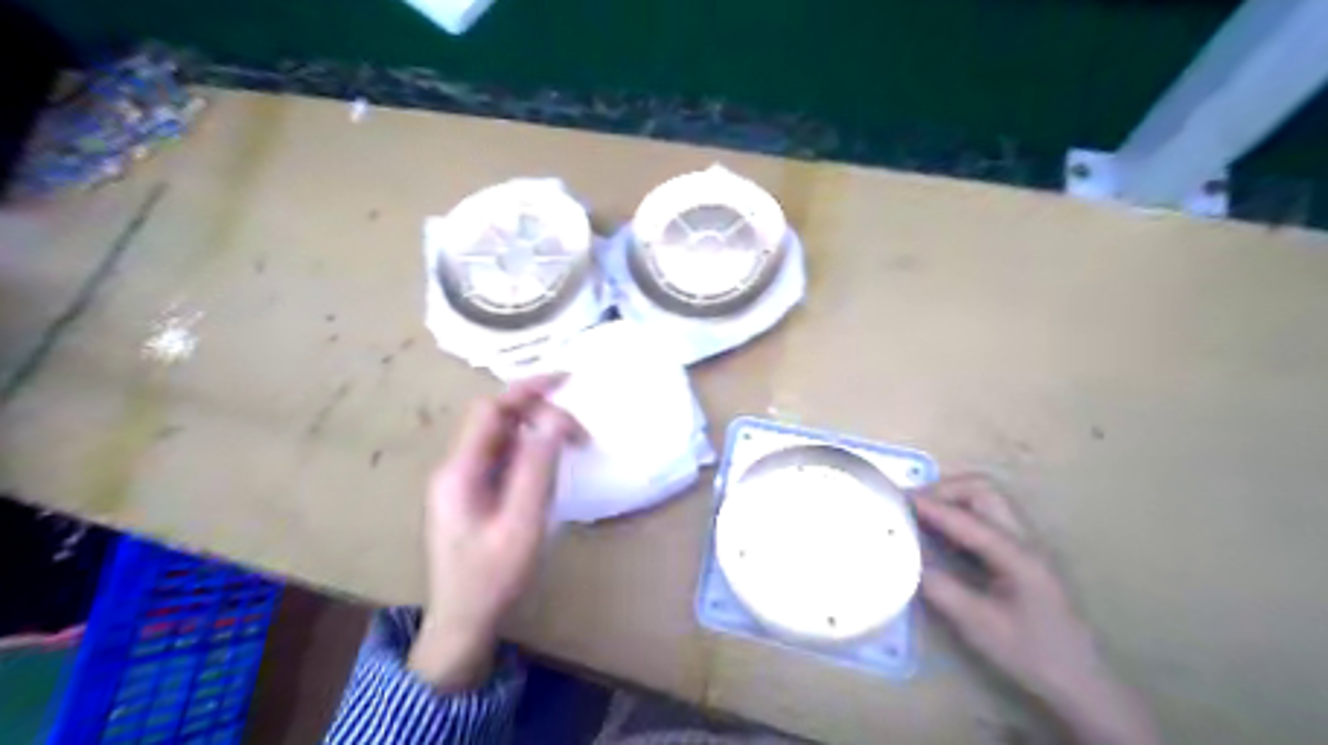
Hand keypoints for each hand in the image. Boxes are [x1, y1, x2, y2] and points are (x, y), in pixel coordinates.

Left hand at [412, 379, 581, 691]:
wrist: (462, 624)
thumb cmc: (493, 579)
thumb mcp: (522, 523)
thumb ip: (537, 468)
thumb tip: (555, 419)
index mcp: (461, 471)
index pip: (492, 410)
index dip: (528, 390)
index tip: (567, 382)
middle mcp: (456, 468)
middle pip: (495, 420)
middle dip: (537, 412)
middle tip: (580, 429)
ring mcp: (461, 482)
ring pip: (500, 438)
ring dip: (535, 431)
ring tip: (573, 442)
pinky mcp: (471, 495)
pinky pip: (502, 457)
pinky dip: (529, 450)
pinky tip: (550, 463)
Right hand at [915, 476, 1164, 744]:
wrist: (1083, 681)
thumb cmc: (1032, 654)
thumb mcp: (979, 626)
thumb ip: (941, 589)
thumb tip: (906, 559)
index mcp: (1017, 556)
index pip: (966, 519)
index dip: (930, 507)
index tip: (896, 499)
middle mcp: (1025, 539)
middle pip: (983, 490)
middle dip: (944, 489)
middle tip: (912, 505)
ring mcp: (1027, 543)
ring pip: (988, 498)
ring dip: (953, 497)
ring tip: (922, 513)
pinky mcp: (1023, 551)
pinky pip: (988, 515)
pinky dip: (961, 511)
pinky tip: (944, 531)